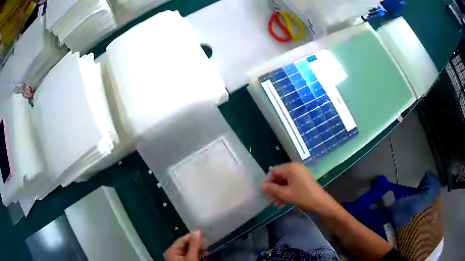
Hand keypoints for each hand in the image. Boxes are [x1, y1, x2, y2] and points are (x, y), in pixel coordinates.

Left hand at [164, 231, 206, 260]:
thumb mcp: (191, 258)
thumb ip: (194, 245)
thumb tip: (197, 232)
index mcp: (171, 251)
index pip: (182, 240)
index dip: (192, 236)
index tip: (203, 232)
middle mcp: (173, 254)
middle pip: (185, 245)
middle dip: (196, 242)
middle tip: (207, 239)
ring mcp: (179, 259)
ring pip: (189, 250)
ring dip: (198, 248)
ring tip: (207, 245)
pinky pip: (191, 255)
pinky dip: (197, 253)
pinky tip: (205, 252)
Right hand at [260, 162, 333, 213]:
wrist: (320, 203)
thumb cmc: (303, 196)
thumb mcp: (285, 194)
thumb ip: (272, 189)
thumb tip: (261, 186)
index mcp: (291, 168)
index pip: (274, 171)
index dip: (267, 181)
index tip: (263, 192)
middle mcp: (295, 168)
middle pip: (279, 176)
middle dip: (273, 188)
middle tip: (268, 199)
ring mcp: (300, 174)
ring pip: (284, 182)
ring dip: (278, 192)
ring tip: (274, 203)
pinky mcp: (303, 180)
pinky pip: (291, 184)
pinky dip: (286, 192)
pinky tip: (281, 203)